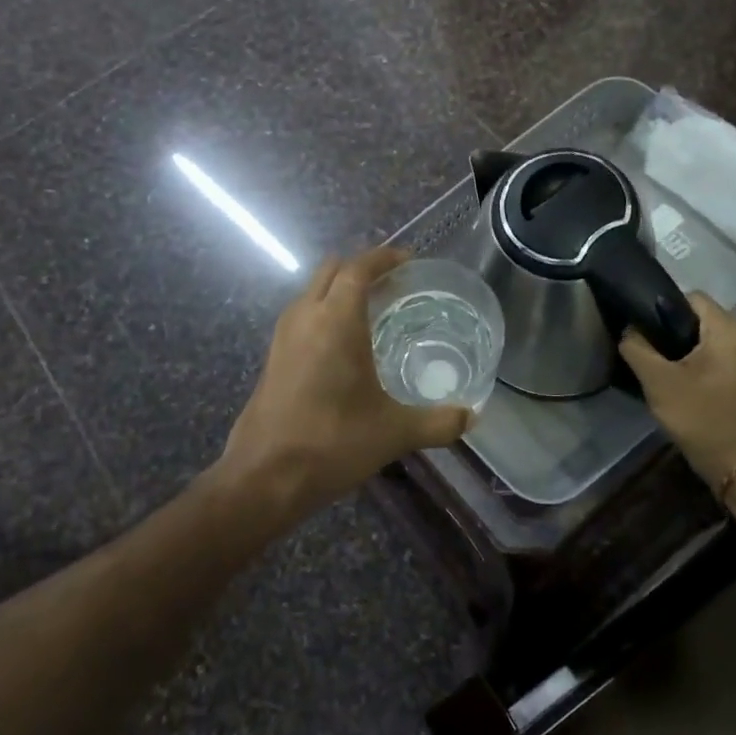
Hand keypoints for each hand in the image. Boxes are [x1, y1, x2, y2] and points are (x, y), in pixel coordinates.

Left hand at [217, 247, 471, 521]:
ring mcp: (283, 336)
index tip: (408, 260)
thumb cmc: (332, 443)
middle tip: (393, 285)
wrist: (264, 476)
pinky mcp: (272, 357)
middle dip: (361, 269)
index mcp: (336, 321)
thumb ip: (438, 422)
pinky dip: (323, 313)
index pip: (359, 268)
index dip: (384, 258)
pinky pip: (301, 316)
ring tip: (372, 312)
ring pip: (312, 292)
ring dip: (339, 290)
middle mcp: (305, 316)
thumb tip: (471, 416)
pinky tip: (343, 347)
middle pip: (332, 270)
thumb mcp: (394, 433)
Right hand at [618, 293, 735, 488]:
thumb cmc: (700, 417)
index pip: (692, 298)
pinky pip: (723, 357)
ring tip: (664, 369)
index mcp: (730, 331)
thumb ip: (637, 348)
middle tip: (650, 352)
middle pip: (703, 318)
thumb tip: (630, 330)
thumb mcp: (658, 381)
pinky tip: (686, 384)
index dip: (663, 308)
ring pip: (712, 339)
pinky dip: (703, 363)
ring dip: (688, 349)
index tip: (645, 331)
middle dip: (674, 331)